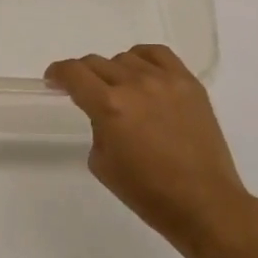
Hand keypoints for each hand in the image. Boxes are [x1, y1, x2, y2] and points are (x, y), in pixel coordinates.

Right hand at [45, 44, 257, 256]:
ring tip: (120, 90)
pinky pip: (159, 55)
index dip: (58, 73)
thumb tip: (103, 112)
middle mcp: (135, 85)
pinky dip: (143, 59)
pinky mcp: (189, 83)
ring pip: (126, 58)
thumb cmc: (147, 192)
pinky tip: (143, 74)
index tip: (54, 80)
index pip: (74, 73)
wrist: (203, 202)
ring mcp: (165, 80)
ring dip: (114, 72)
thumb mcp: (102, 163)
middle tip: (84, 91)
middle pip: (96, 63)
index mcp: (109, 107)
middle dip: (83, 75)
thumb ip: (96, 126)